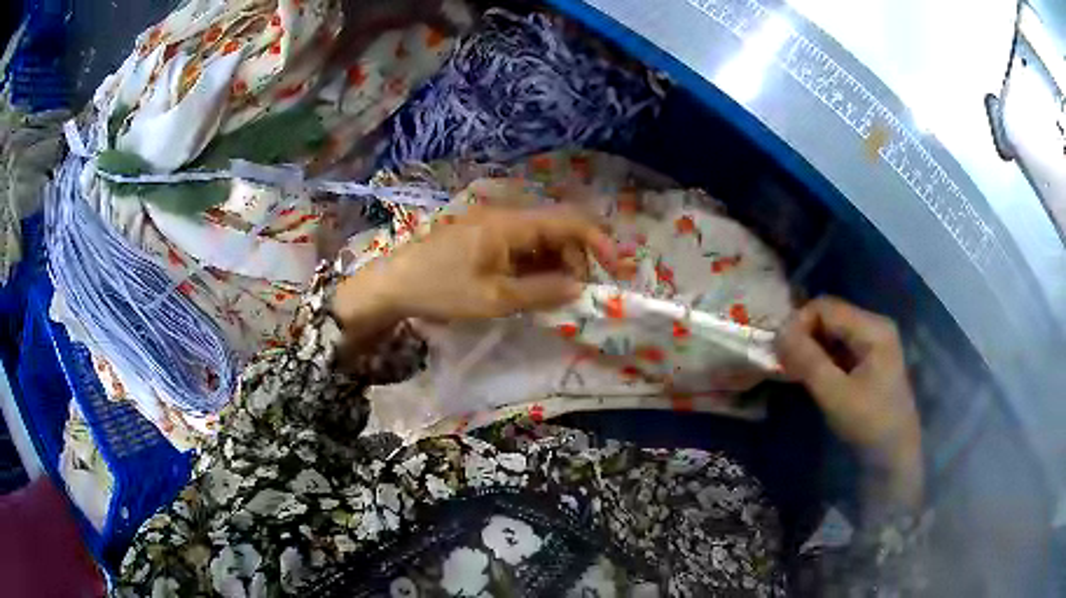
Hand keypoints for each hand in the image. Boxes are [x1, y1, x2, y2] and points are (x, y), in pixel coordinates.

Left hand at [334, 181, 621, 335]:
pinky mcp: (484, 236)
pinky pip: (522, 246)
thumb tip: (580, 288)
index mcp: (511, 224)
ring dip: (557, 264)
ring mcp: (494, 225)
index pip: (569, 221)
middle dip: (577, 258)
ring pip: (541, 238)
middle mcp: (507, 216)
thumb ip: (542, 292)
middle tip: (577, 294)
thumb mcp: (495, 298)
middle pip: (558, 228)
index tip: (616, 270)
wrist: (393, 285)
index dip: (599, 242)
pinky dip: (536, 265)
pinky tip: (532, 288)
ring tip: (555, 296)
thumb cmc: (441, 289)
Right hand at [777, 297, 922, 508]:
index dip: (798, 323)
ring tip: (794, 372)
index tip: (780, 352)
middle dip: (804, 336)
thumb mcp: (835, 393)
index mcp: (872, 327)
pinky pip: (840, 348)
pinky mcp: (870, 360)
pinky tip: (811, 376)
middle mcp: (875, 326)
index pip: (825, 307)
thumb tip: (778, 331)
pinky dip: (822, 358)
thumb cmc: (869, 423)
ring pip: (832, 333)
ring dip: (811, 349)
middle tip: (784, 364)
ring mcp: (874, 343)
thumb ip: (807, 360)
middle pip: (830, 317)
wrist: (895, 456)